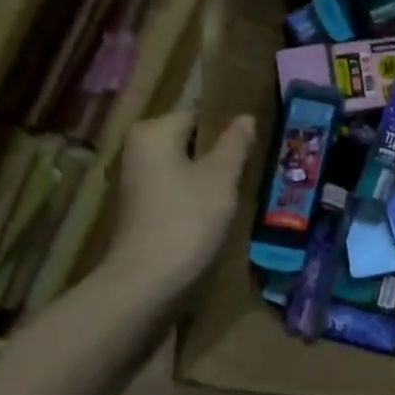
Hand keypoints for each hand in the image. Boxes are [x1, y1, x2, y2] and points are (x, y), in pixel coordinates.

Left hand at [104, 111, 253, 297]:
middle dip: (221, 151)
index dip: (229, 126)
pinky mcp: (142, 207)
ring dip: (212, 174)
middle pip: (191, 140)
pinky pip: (178, 188)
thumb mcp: (221, 176)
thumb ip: (235, 143)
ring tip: (245, 184)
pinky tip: (221, 207)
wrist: (147, 280)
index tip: (257, 141)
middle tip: (256, 162)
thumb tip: (246, 118)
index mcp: (153, 132)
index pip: (199, 114)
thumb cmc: (188, 218)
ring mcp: (137, 180)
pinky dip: (198, 193)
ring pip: (185, 165)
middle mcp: (138, 150)